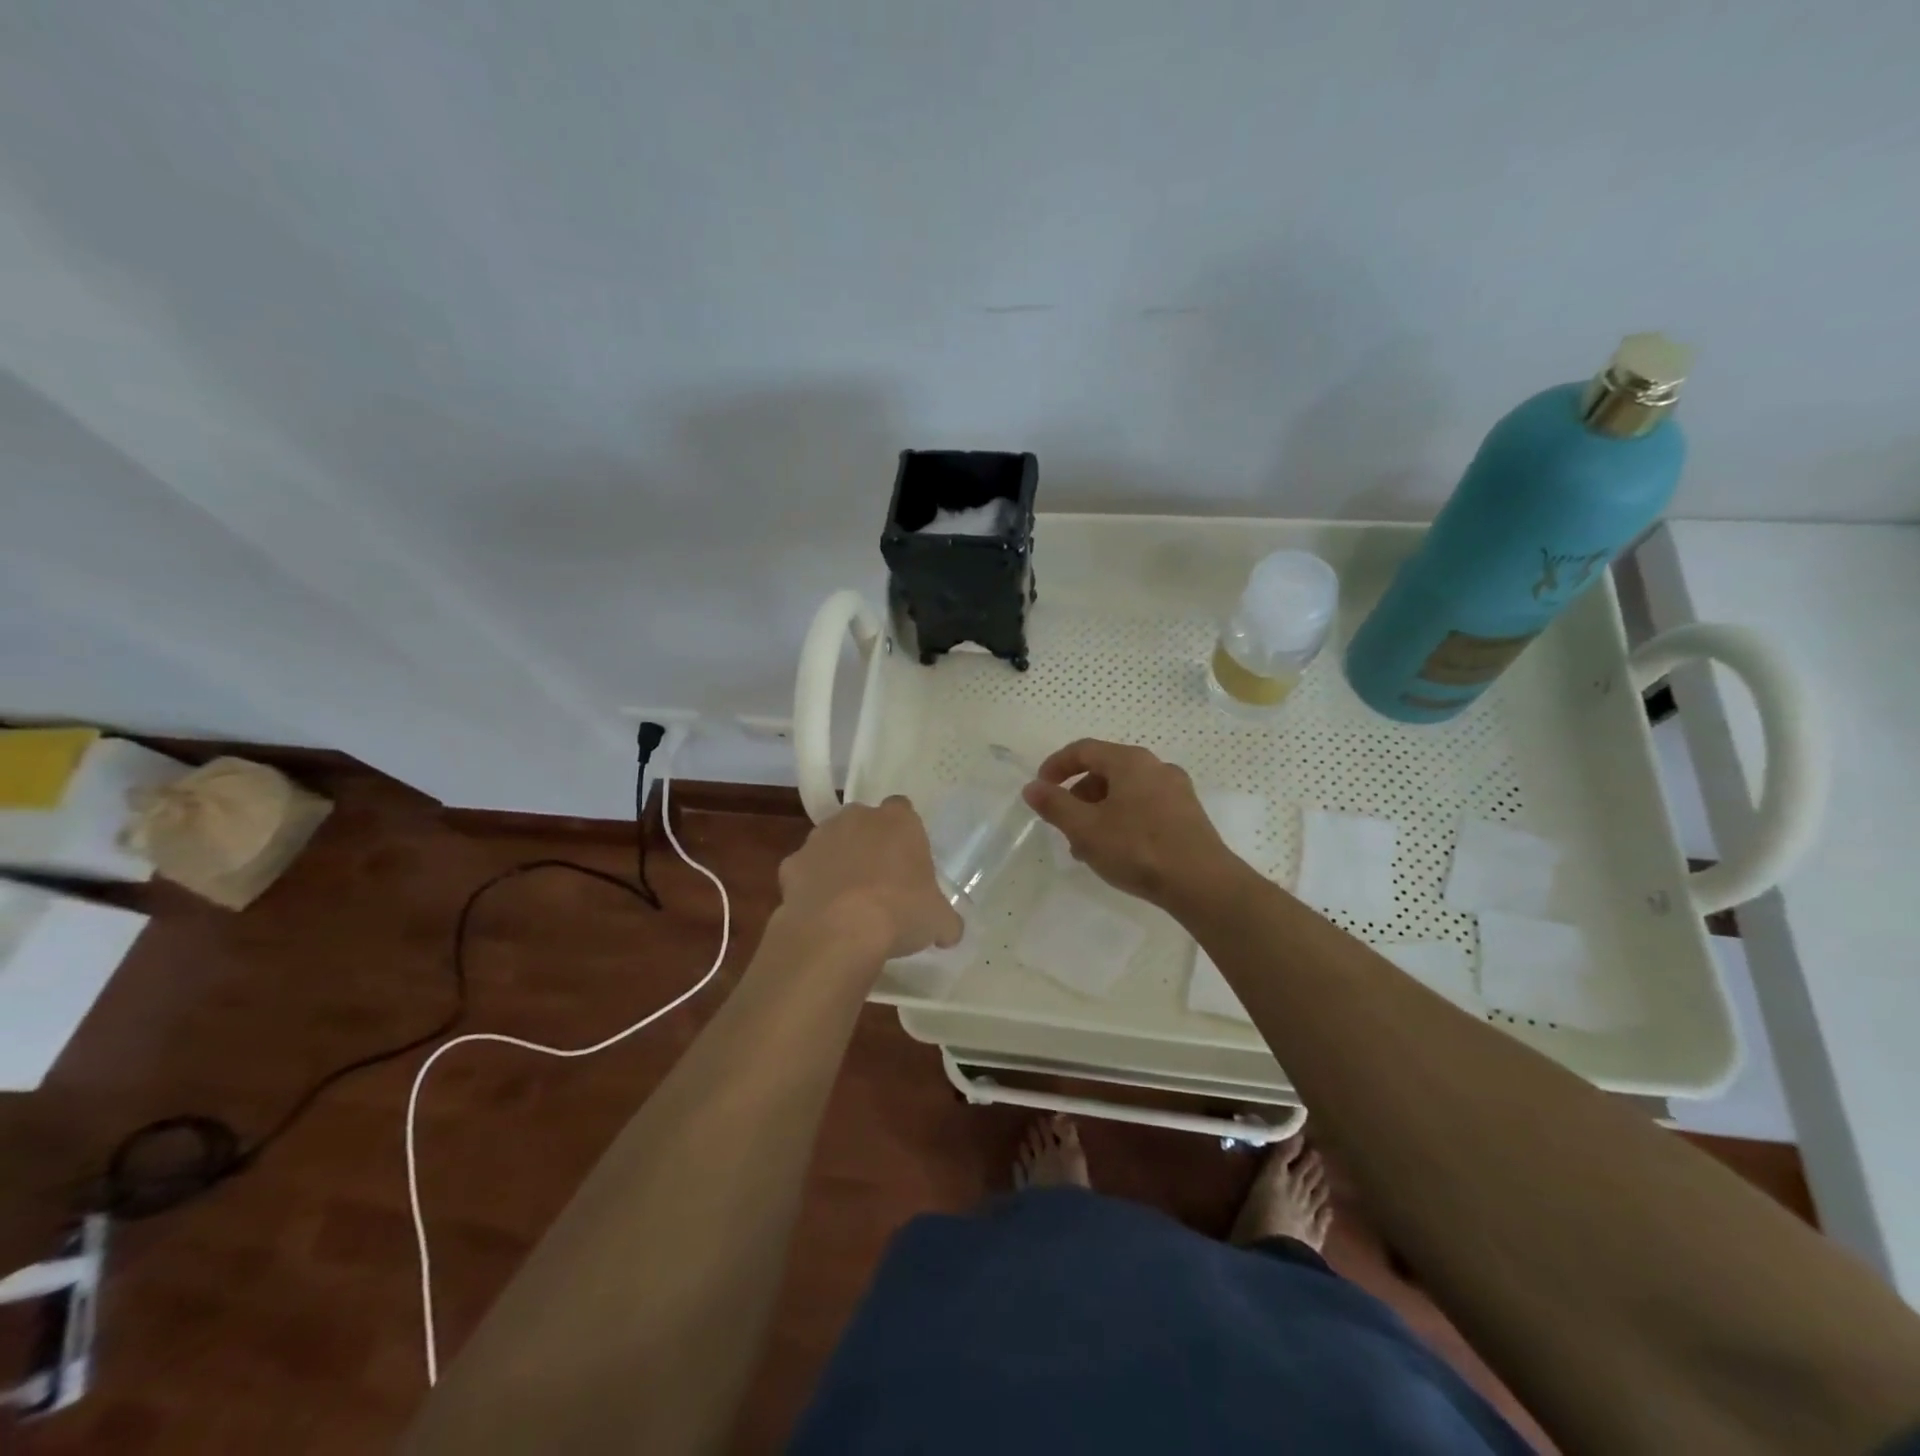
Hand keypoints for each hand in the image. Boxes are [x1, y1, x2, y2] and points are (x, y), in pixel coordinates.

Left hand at [777, 797, 963, 960]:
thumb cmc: (899, 913)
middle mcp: (857, 818)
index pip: (903, 810)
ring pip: (831, 843)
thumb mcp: (938, 922)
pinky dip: (811, 886)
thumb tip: (949, 933)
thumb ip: (946, 921)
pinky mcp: (791, 864)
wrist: (837, 932)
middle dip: (870, 844)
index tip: (909, 862)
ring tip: (849, 901)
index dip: (905, 835)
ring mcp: (819, 838)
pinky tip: (821, 914)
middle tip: (881, 881)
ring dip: (838, 862)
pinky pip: (805, 871)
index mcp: (898, 821)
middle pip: (864, 823)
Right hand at [1021, 739, 1236, 909]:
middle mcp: (1156, 767)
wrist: (1202, 883)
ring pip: (1125, 792)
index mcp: (1130, 761)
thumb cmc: (1138, 848)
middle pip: (1105, 771)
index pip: (1084, 750)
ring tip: (1086, 847)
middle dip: (1078, 795)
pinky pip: (1145, 807)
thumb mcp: (1086, 828)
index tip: (1040, 788)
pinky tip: (1117, 851)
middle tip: (1063, 824)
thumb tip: (1032, 787)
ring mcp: (1177, 790)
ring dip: (1099, 812)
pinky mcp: (1188, 815)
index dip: (1056, 765)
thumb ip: (1055, 805)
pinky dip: (1123, 820)